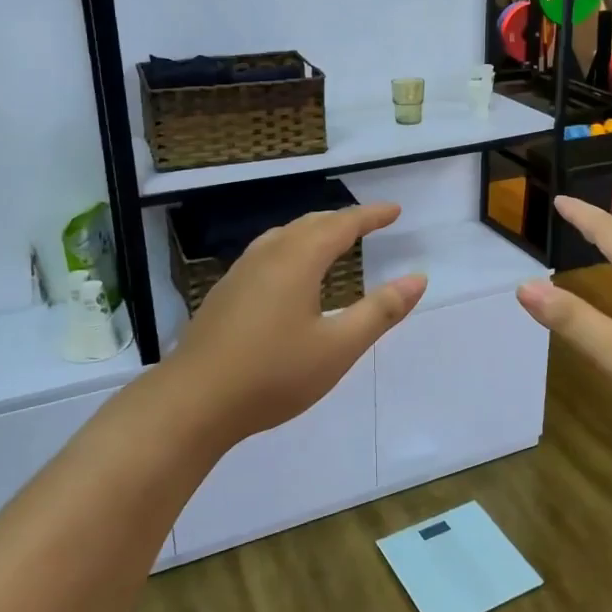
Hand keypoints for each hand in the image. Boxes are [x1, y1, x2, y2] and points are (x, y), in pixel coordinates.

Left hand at [165, 202, 425, 449]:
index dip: (370, 216)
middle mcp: (268, 255)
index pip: (341, 225)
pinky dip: (292, 247)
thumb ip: (380, 311)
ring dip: (314, 230)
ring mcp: (241, 272)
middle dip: (343, 219)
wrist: (194, 401)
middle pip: (310, 224)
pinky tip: (290, 273)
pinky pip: (267, 252)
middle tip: (370, 223)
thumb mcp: (338, 348)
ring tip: (334, 240)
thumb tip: (418, 279)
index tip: (394, 211)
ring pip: (284, 235)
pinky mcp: (226, 292)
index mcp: (297, 260)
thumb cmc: (273, 374)